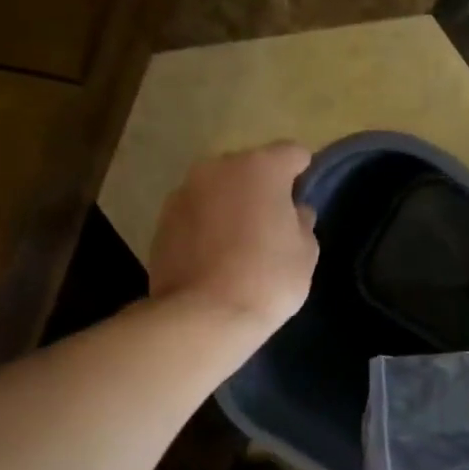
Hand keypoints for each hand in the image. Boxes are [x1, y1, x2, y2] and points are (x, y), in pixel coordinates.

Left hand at [148, 142, 318, 338]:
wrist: (203, 316)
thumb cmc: (267, 280)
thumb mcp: (305, 253)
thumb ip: (302, 222)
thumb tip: (293, 212)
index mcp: (260, 167)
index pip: (292, 154)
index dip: (302, 175)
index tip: (302, 200)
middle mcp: (218, 167)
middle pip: (249, 168)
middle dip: (261, 189)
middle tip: (271, 225)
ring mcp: (184, 191)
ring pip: (218, 189)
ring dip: (230, 205)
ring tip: (238, 243)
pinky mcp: (162, 219)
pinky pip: (195, 213)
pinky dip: (206, 225)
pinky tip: (213, 256)